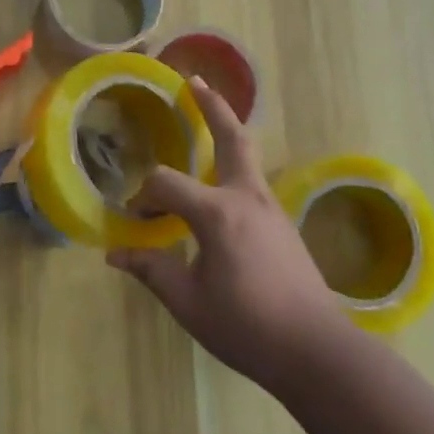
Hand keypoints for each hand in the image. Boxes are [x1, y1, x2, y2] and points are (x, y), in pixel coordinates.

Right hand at [108, 78, 343, 391]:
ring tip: (208, 116)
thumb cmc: (248, 326)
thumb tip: (115, 254)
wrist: (318, 352)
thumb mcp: (189, 303)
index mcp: (217, 212)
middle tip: (194, 81)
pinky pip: (252, 181)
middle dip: (211, 107)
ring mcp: (270, 208)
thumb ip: (152, 270)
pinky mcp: (283, 225)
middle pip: (231, 137)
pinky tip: (221, 184)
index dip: (143, 197)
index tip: (134, 220)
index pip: (166, 184)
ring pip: (247, 156)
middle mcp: (246, 197)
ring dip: (226, 131)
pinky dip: (233, 165)